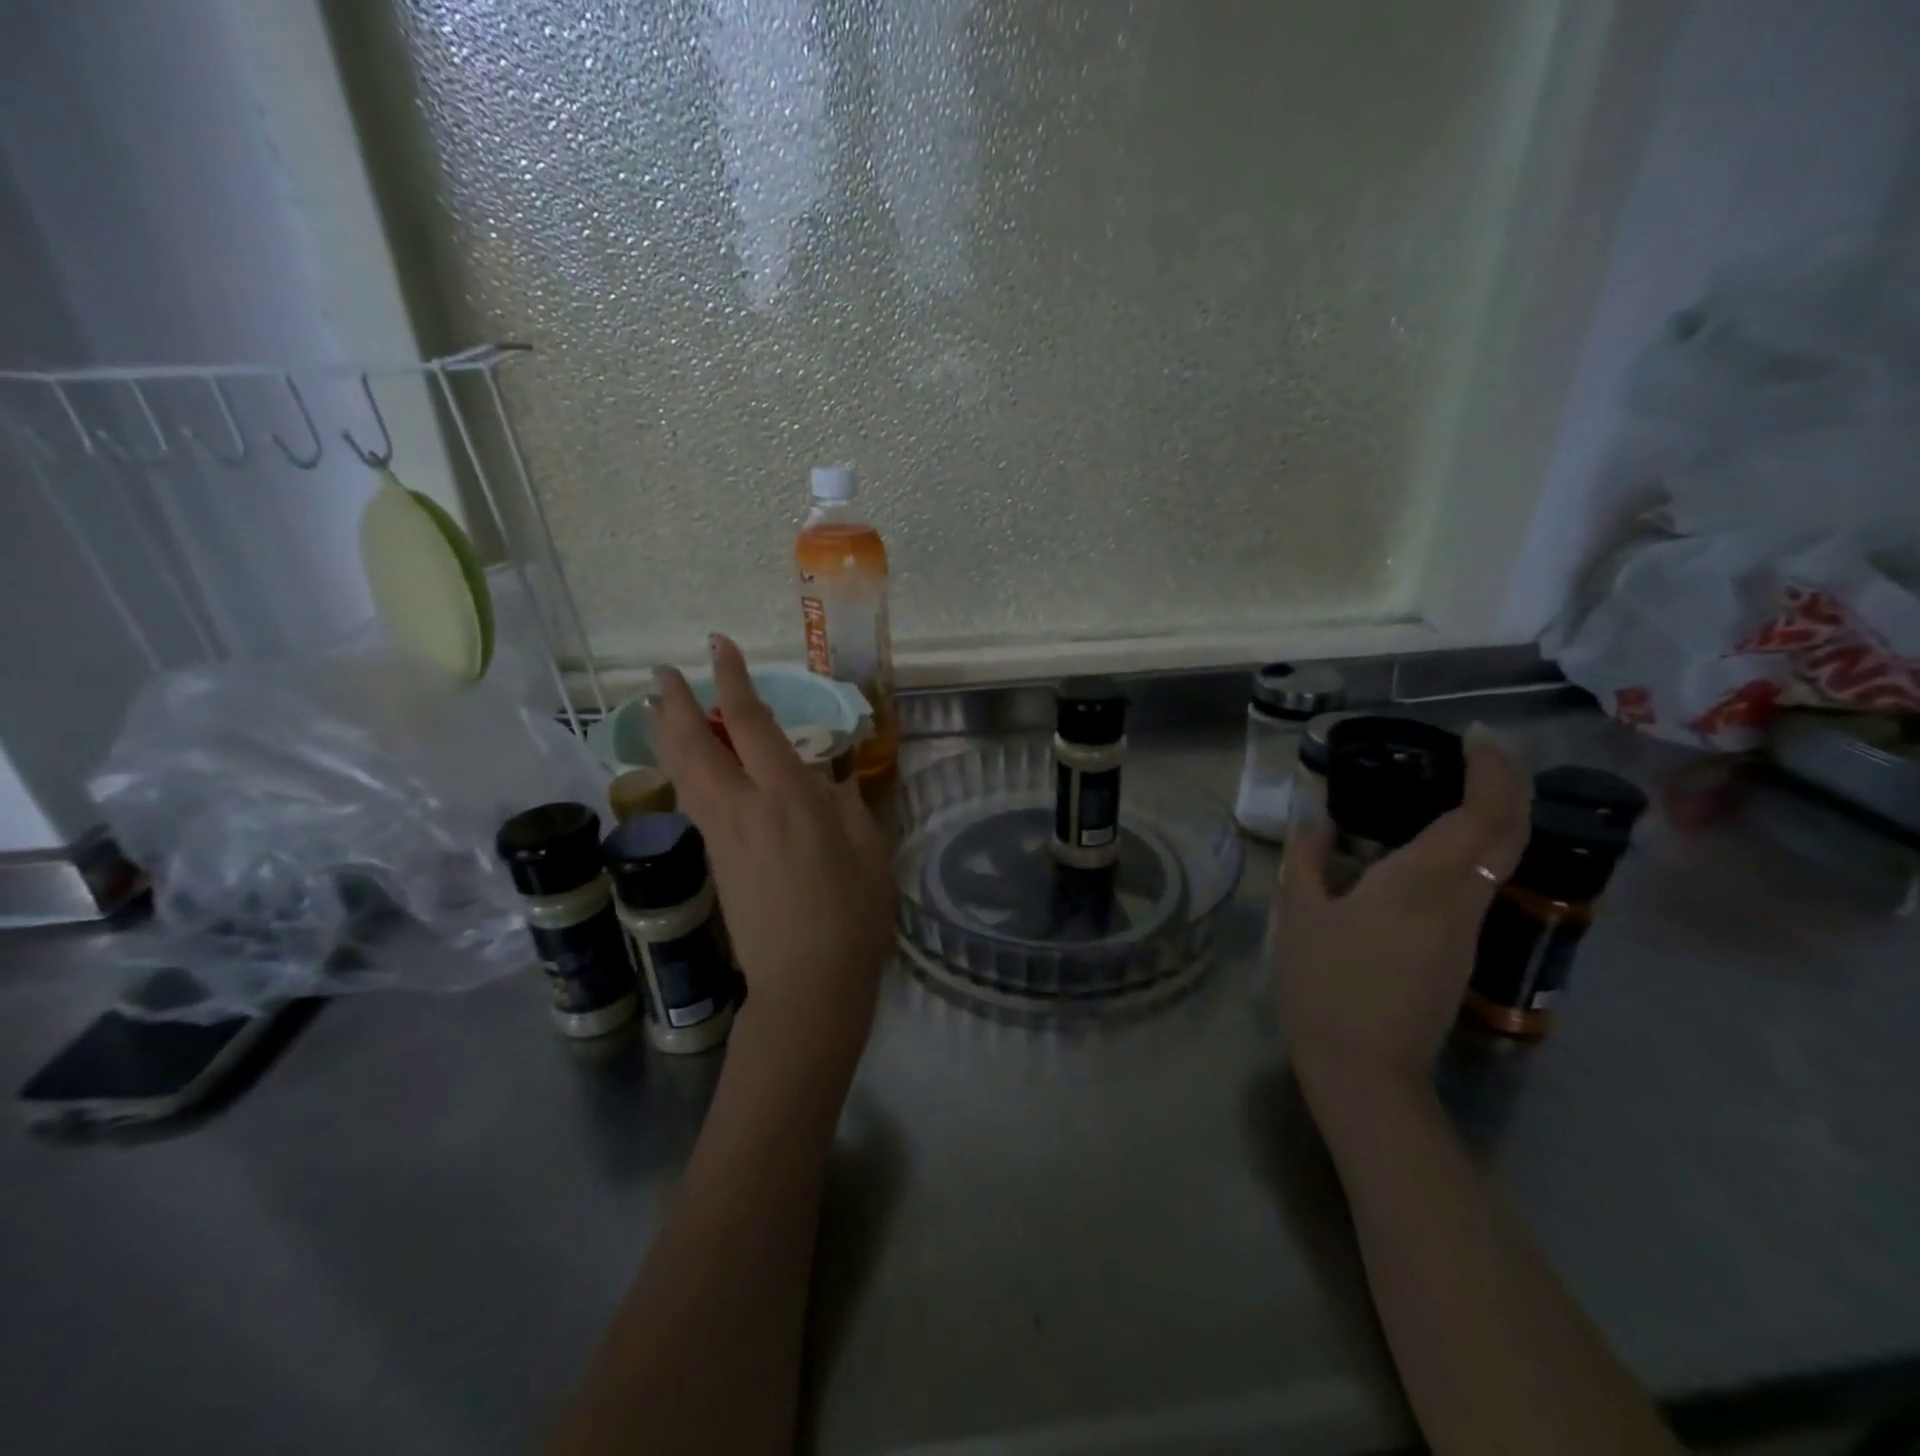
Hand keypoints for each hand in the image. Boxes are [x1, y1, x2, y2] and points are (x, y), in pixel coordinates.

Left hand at [646, 635, 893, 1077]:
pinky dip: (680, 772)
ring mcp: (720, 836)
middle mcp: (742, 807)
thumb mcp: (868, 847)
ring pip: (681, 773)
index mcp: (787, 795)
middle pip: (692, 744)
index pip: (748, 722)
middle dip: (673, 703)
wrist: (808, 980)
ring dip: (666, 735)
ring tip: (659, 709)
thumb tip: (823, 782)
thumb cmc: (853, 912)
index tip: (719, 646)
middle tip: (663, 673)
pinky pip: (690, 802)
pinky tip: (686, 768)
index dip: (732, 679)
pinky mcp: (714, 862)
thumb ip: (844, 804)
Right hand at [1274, 726, 1531, 1099]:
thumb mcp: (1300, 914)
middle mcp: (1460, 900)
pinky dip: (1472, 848)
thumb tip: (1313, 817)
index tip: (1476, 736)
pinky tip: (1430, 847)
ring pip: (1500, 859)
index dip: (1493, 769)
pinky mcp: (1461, 952)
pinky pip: (1479, 883)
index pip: (1483, 813)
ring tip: (1453, 788)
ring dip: (1493, 816)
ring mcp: (1468, 930)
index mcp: (1421, 883)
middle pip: (1511, 832)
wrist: (1365, 1069)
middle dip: (1509, 784)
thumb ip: (1307, 858)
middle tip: (1479, 752)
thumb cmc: (1325, 985)